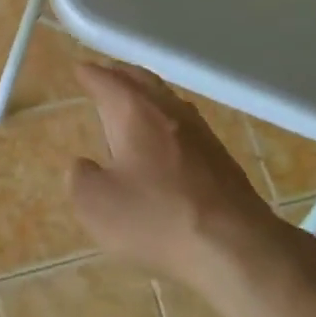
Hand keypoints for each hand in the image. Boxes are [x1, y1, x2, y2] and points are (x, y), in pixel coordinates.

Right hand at [69, 63, 315, 294]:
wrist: (236, 246)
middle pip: (141, 80)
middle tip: (105, 74)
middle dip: (120, 74)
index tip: (80, 70)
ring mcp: (200, 131)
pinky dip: (167, 119)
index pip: (107, 81)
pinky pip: (185, 123)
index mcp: (134, 111)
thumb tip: (84, 166)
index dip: (90, 74)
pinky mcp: (221, 157)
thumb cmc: (156, 218)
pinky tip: (166, 137)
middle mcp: (167, 110)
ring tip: (133, 100)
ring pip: (167, 99)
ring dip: (146, 94)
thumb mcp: (96, 205)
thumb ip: (80, 178)